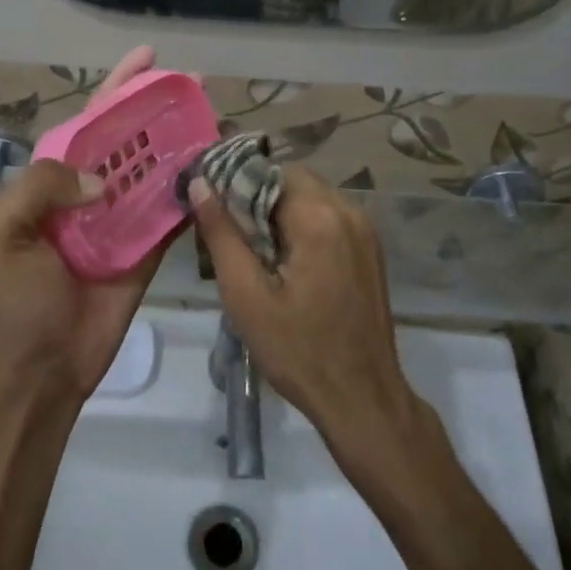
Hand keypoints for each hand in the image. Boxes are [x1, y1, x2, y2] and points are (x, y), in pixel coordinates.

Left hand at [0, 46, 179, 400]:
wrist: (47, 364)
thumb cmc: (19, 298)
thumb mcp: (1, 232)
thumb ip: (39, 186)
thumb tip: (101, 180)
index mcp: (53, 180)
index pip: (89, 121)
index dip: (116, 88)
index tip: (148, 59)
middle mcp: (91, 191)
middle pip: (130, 138)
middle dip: (158, 107)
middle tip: (193, 83)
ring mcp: (123, 219)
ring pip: (156, 169)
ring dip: (182, 142)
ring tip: (213, 116)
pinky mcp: (149, 247)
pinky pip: (173, 211)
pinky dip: (193, 189)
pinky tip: (216, 167)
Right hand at [189, 165, 416, 448]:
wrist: (362, 398)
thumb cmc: (298, 350)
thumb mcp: (246, 295)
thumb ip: (221, 234)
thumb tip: (200, 184)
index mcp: (319, 217)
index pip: (267, 171)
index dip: (234, 183)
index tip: (210, 208)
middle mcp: (348, 210)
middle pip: (291, 179)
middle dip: (256, 197)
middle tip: (230, 234)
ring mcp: (365, 229)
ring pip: (310, 196)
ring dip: (279, 211)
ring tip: (253, 250)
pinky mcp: (370, 248)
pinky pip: (328, 216)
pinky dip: (302, 224)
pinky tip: (285, 261)